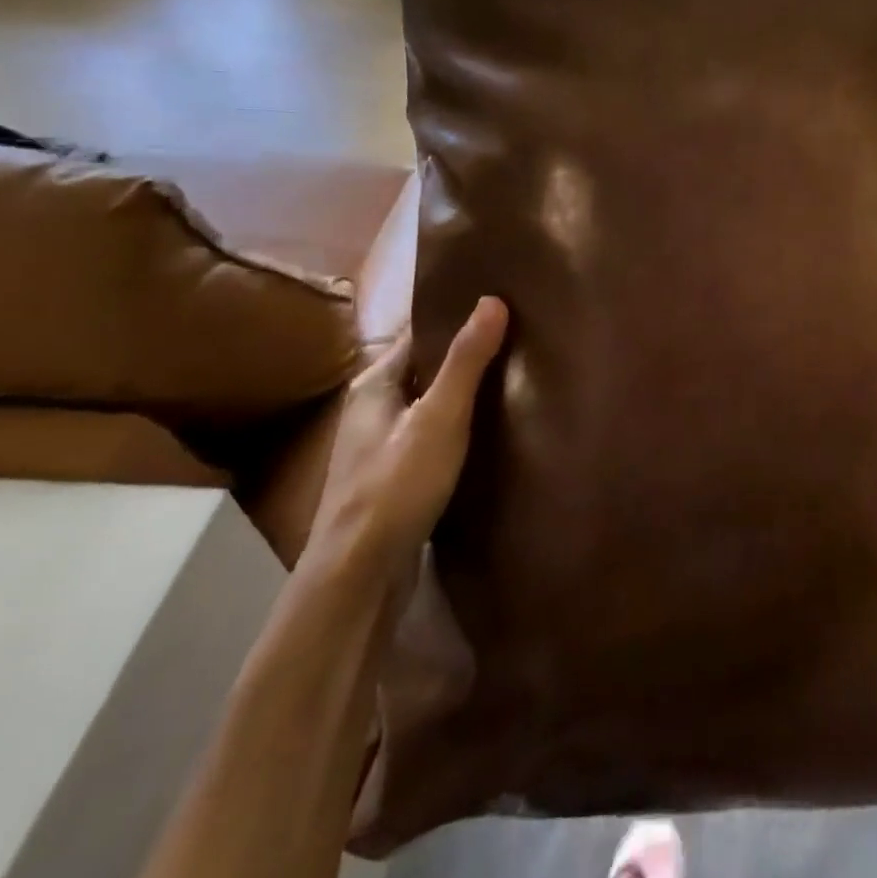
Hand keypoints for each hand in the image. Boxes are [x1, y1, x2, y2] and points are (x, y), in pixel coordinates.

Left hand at [303, 297, 508, 585]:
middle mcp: (372, 408)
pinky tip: (489, 433)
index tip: (502, 305)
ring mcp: (380, 446)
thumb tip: (493, 299)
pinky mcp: (393, 478)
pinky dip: (458, 427)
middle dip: (465, 355)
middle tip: (519, 341)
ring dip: (463, 394)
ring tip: (514, 381)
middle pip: (425, 368)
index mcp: (374, 384)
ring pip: (428, 404)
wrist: (357, 578)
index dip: (457, 317)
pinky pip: (431, 435)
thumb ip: (466, 361)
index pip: (419, 333)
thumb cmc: (396, 487)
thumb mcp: (439, 418)